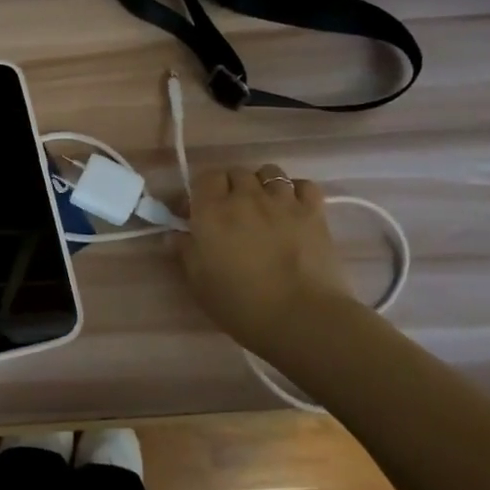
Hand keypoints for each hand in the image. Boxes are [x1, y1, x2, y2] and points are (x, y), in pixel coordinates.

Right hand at [178, 165, 351, 352]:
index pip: (205, 177)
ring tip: (264, 207)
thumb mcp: (199, 284)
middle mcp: (246, 197)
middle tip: (231, 213)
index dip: (202, 191)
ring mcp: (283, 201)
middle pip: (236, 172)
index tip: (199, 212)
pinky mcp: (314, 212)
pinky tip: (294, 209)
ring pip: (270, 172)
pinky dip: (297, 192)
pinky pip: (304, 185)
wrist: (300, 318)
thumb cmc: (241, 305)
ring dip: (263, 185)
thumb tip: (175, 235)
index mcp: (212, 211)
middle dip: (231, 187)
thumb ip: (186, 252)